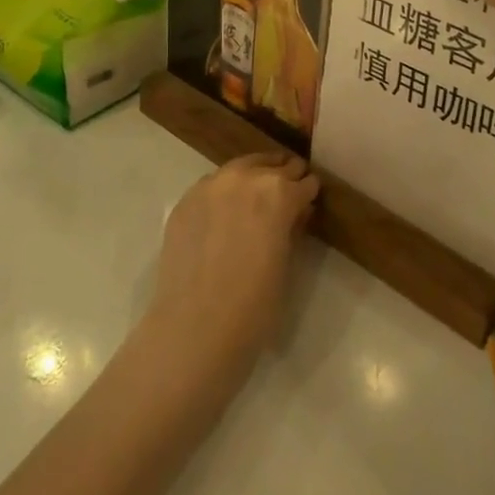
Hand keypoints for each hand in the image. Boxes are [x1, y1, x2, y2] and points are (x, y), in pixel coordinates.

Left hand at [141, 152, 318, 385]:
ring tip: (256, 198)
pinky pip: (213, 185)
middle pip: (274, 166)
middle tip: (287, 196)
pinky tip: (224, 214)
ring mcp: (211, 185)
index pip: (304, 182)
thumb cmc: (254, 306)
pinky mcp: (186, 199)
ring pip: (241, 168)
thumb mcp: (286, 264)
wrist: (195, 328)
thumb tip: (297, 212)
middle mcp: (246, 178)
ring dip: (253, 178)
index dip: (309, 193)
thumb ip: (293, 228)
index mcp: (279, 192)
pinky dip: (224, 192)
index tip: (309, 202)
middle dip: (284, 179)